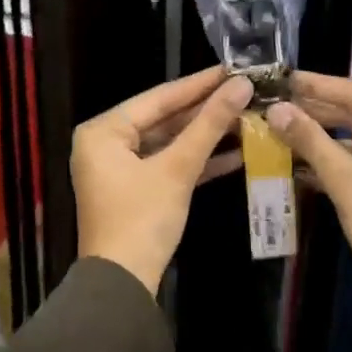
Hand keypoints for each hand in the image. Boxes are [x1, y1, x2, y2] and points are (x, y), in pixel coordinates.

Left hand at [73, 68, 253, 294]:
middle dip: (206, 111)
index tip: (233, 68)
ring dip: (206, 136)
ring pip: (169, 143)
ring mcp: (120, 168)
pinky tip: (235, 153)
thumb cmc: (142, 219)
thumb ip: (209, 125)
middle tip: (245, 92)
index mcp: (103, 130)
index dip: (199, 83)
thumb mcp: (177, 169)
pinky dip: (197, 161)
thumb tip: (241, 86)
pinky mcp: (136, 190)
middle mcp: (106, 143)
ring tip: (247, 118)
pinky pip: (168, 165)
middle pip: (164, 118)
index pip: (158, 97)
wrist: (122, 283)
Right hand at [266, 72, 351, 324]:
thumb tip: (276, 109)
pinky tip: (299, 164)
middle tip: (274, 102)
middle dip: (315, 109)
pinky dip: (332, 162)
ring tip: (280, 129)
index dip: (316, 85)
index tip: (281, 77)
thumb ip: (312, 142)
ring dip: (320, 137)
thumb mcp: (348, 183)